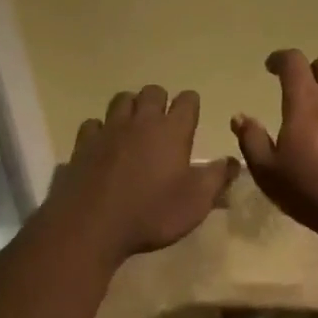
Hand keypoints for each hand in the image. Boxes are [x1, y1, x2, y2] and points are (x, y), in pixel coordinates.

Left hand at [54, 85, 239, 266]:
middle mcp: (142, 121)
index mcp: (172, 130)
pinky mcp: (83, 143)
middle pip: (153, 91)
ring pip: (121, 99)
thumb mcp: (196, 203)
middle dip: (160, 101)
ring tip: (134, 126)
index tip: (191, 117)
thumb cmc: (151, 213)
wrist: (91, 226)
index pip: (188, 100)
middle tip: (162, 122)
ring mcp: (109, 129)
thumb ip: (218, 178)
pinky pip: (93, 124)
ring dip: (130, 107)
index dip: (191, 105)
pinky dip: (100, 129)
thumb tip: (234, 161)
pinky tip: (103, 144)